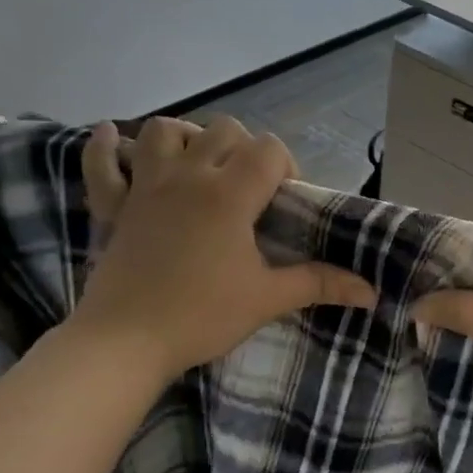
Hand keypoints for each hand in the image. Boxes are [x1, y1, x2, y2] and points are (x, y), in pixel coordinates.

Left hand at [70, 117, 374, 383]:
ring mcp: (145, 186)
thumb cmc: (201, 316)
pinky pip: (101, 163)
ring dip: (186, 138)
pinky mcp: (112, 206)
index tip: (284, 203)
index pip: (268, 149)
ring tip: (198, 166)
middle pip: (223, 130)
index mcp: (229, 194)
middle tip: (249, 190)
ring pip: (164, 131)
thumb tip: (370, 291)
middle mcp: (188, 176)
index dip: (285, 167)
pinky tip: (109, 136)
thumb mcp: (267, 299)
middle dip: (244, 149)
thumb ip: (319, 284)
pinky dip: (105, 147)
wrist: (125, 342)